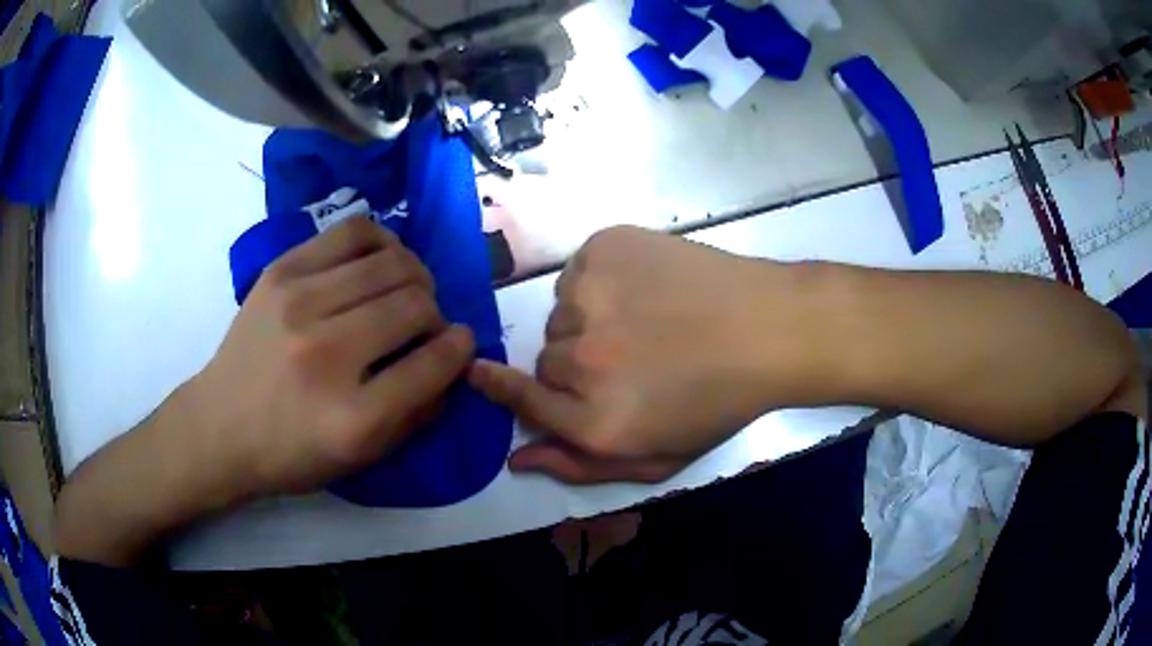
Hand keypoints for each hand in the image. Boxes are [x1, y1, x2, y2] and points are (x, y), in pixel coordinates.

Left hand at [190, 217, 474, 495]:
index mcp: (352, 418)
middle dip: (435, 313)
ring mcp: (299, 303)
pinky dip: (382, 243)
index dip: (459, 349)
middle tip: (424, 325)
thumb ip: (416, 414)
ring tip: (404, 290)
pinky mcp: (281, 271)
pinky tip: (378, 262)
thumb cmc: (291, 453)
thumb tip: (452, 362)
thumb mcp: (359, 458)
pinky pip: (354, 233)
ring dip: (414, 276)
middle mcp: (326, 354)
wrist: (219, 426)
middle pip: (416, 304)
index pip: (433, 363)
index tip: (461, 343)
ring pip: (391, 263)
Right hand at [469, 226, 785, 483]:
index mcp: (594, 421)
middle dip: (577, 364)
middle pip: (546, 359)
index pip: (521, 399)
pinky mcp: (603, 248)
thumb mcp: (657, 457)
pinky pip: (579, 271)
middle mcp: (581, 361)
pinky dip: (601, 280)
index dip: (498, 385)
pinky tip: (646, 287)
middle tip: (629, 357)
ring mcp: (589, 296)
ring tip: (645, 319)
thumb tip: (517, 459)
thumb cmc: (719, 402)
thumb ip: (580, 466)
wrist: (769, 328)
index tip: (481, 371)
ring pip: (563, 312)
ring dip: (590, 320)